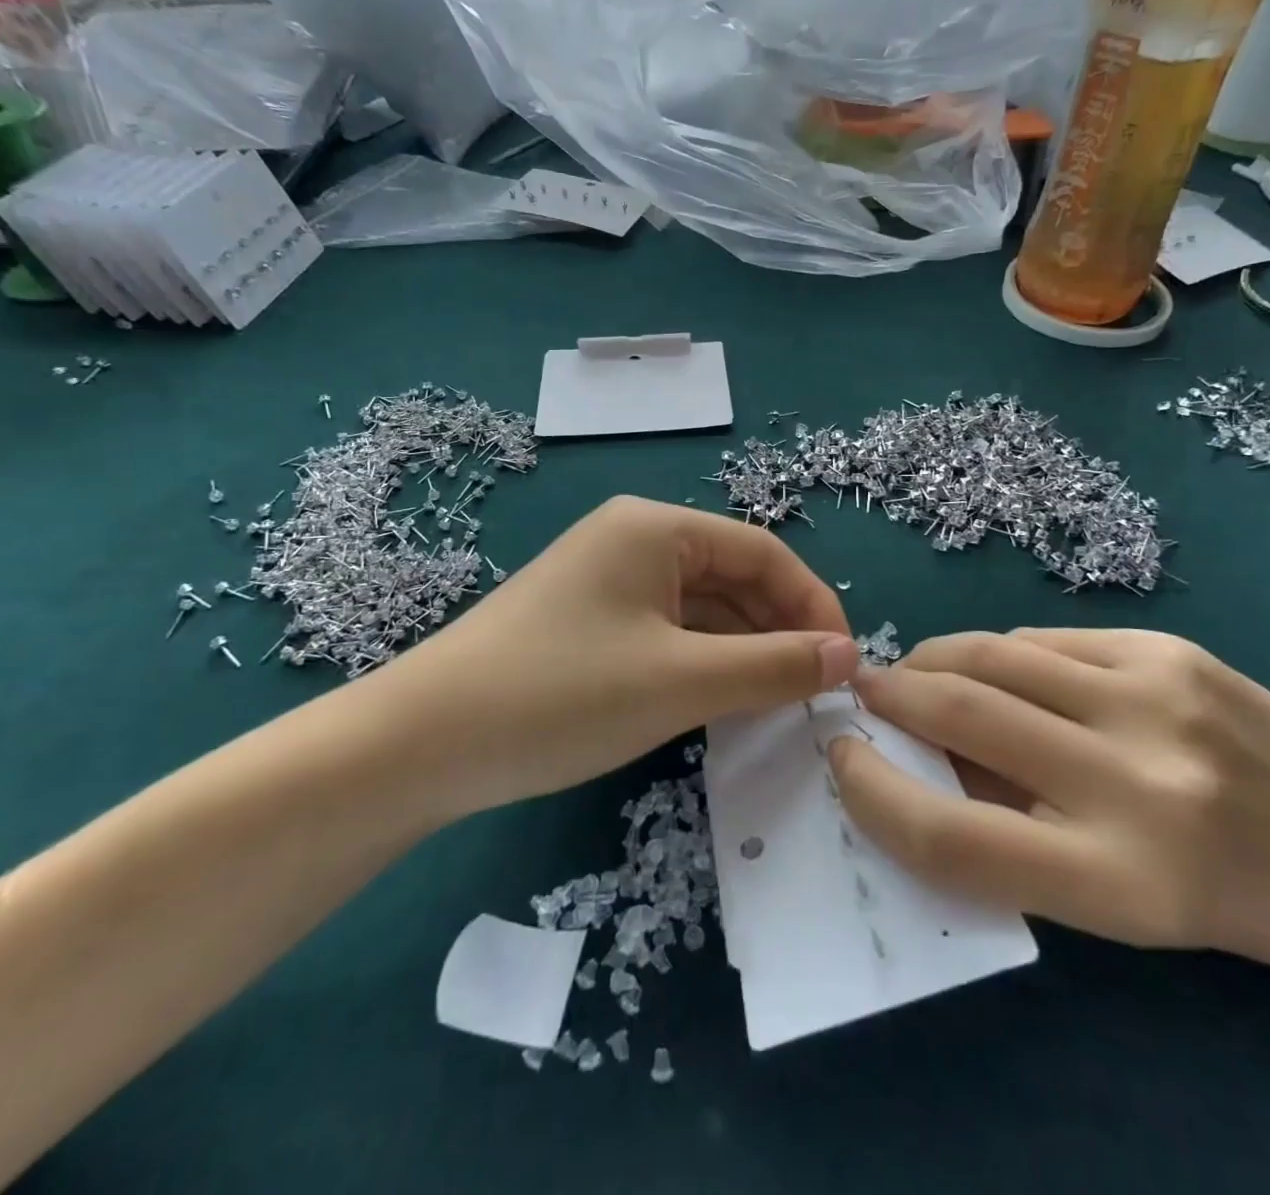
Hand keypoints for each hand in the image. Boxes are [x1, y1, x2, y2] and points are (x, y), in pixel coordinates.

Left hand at [373, 496, 858, 818]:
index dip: (813, 604)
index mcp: (656, 527)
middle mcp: (634, 538)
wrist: (422, 743)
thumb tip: (848, 656)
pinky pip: (668, 630)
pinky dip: (703, 661)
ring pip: (701, 607)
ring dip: (744, 649)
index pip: (763, 553)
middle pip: (733, 576)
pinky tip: (723, 700)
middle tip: (814, 692)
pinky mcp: (589, 620)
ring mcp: (607, 580)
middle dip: (779, 629)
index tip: (845, 664)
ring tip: (778, 702)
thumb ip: (772, 666)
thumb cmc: (561, 694)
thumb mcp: (680, 681)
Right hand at [828, 629, 1269, 981]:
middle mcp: (1135, 783)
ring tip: (920, 672)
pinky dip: (1001, 655)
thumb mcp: (1096, 898)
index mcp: (1113, 879)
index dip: (876, 794)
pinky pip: (1045, 641)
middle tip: (867, 693)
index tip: (844, 758)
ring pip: (995, 656)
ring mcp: (1155, 699)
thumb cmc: (1206, 898)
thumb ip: (997, 825)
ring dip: (936, 661)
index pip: (951, 836)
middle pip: (963, 717)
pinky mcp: (1168, 649)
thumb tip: (910, 752)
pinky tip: (1001, 671)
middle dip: (893, 696)